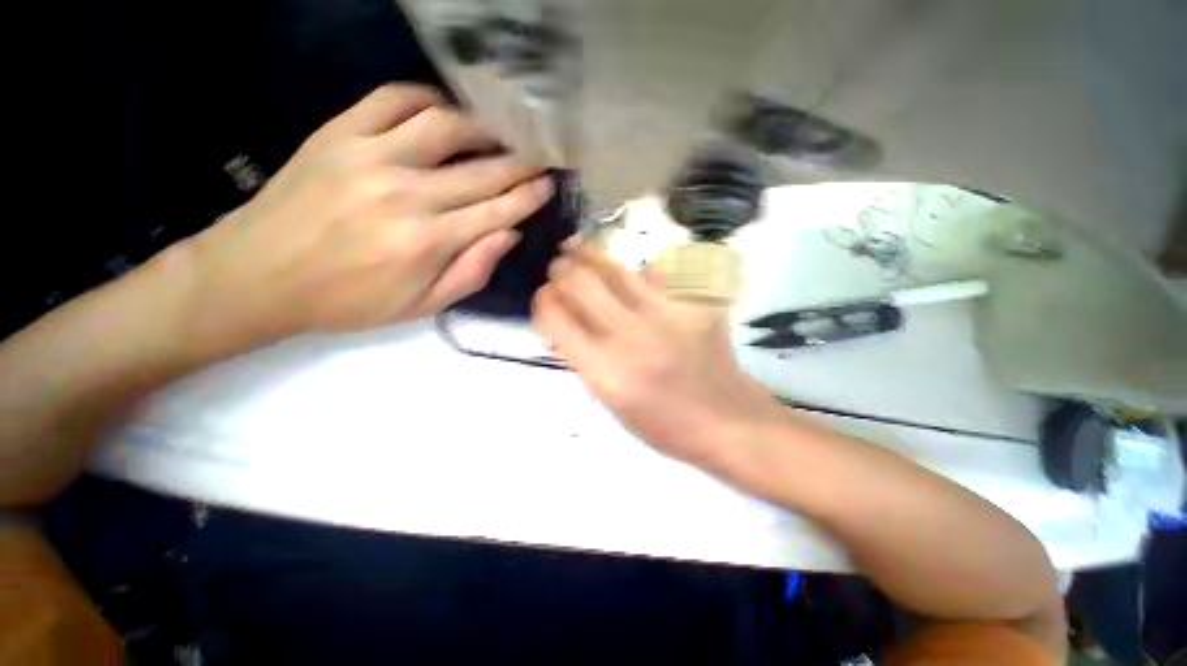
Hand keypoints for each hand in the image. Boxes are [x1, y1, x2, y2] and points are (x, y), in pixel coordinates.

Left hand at [177, 84, 551, 353]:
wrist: (258, 275)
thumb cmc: (349, 300)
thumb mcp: (422, 306)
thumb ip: (472, 272)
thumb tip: (509, 235)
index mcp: (429, 241)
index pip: (497, 211)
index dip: (528, 197)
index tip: (548, 184)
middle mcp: (407, 194)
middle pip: (481, 171)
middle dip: (518, 163)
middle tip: (538, 155)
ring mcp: (370, 156)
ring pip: (444, 126)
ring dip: (481, 127)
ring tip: (499, 133)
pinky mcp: (339, 134)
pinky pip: (391, 99)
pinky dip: (425, 97)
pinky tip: (442, 109)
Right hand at [532, 241, 780, 467]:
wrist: (727, 420)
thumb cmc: (665, 424)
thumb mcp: (613, 404)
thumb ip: (588, 361)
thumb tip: (571, 323)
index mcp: (606, 371)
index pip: (557, 320)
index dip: (543, 302)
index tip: (543, 297)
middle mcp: (630, 337)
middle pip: (581, 284)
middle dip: (561, 270)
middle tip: (557, 266)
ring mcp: (664, 315)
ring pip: (615, 270)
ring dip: (588, 255)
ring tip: (576, 247)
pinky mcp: (691, 304)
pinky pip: (654, 276)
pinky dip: (633, 273)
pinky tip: (627, 272)